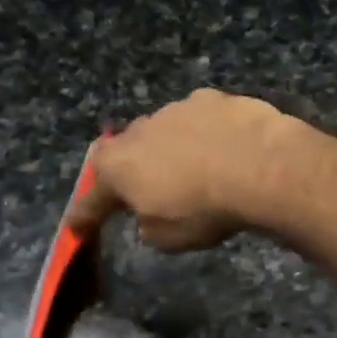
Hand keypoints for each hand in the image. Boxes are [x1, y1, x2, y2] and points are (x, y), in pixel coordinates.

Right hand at [66, 89, 300, 250]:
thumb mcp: (167, 238)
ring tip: (191, 170)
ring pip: (163, 132)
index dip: (84, 215)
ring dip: (169, 150)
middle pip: (124, 154)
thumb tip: (149, 215)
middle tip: (140, 190)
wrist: (261, 166)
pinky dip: (204, 136)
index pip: (93, 197)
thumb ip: (148, 225)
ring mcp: (176, 109)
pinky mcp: (214, 99)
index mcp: (118, 167)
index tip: (76, 228)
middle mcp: (139, 130)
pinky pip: (200, 121)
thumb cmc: (204, 210)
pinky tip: (223, 150)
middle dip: (129, 172)